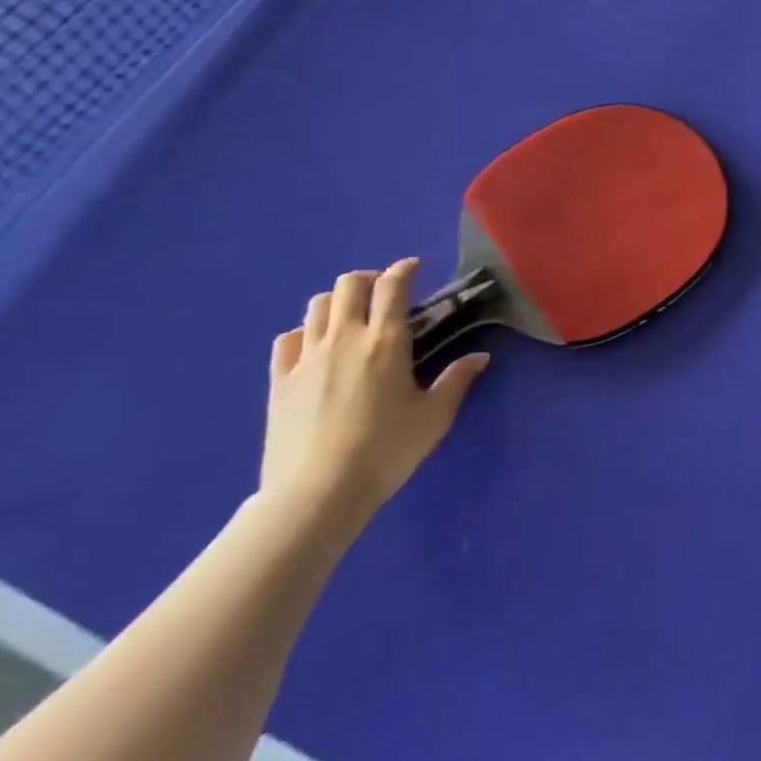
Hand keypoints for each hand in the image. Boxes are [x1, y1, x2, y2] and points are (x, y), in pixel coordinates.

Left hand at [261, 259, 489, 526]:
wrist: (317, 494)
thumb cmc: (386, 451)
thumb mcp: (434, 416)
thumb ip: (457, 380)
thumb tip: (480, 357)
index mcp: (385, 342)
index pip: (392, 287)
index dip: (404, 269)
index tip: (414, 266)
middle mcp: (344, 339)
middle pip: (348, 285)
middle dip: (368, 279)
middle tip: (384, 294)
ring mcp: (306, 358)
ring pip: (317, 306)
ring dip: (338, 301)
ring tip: (352, 317)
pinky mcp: (280, 381)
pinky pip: (288, 339)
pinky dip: (305, 332)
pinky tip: (316, 347)